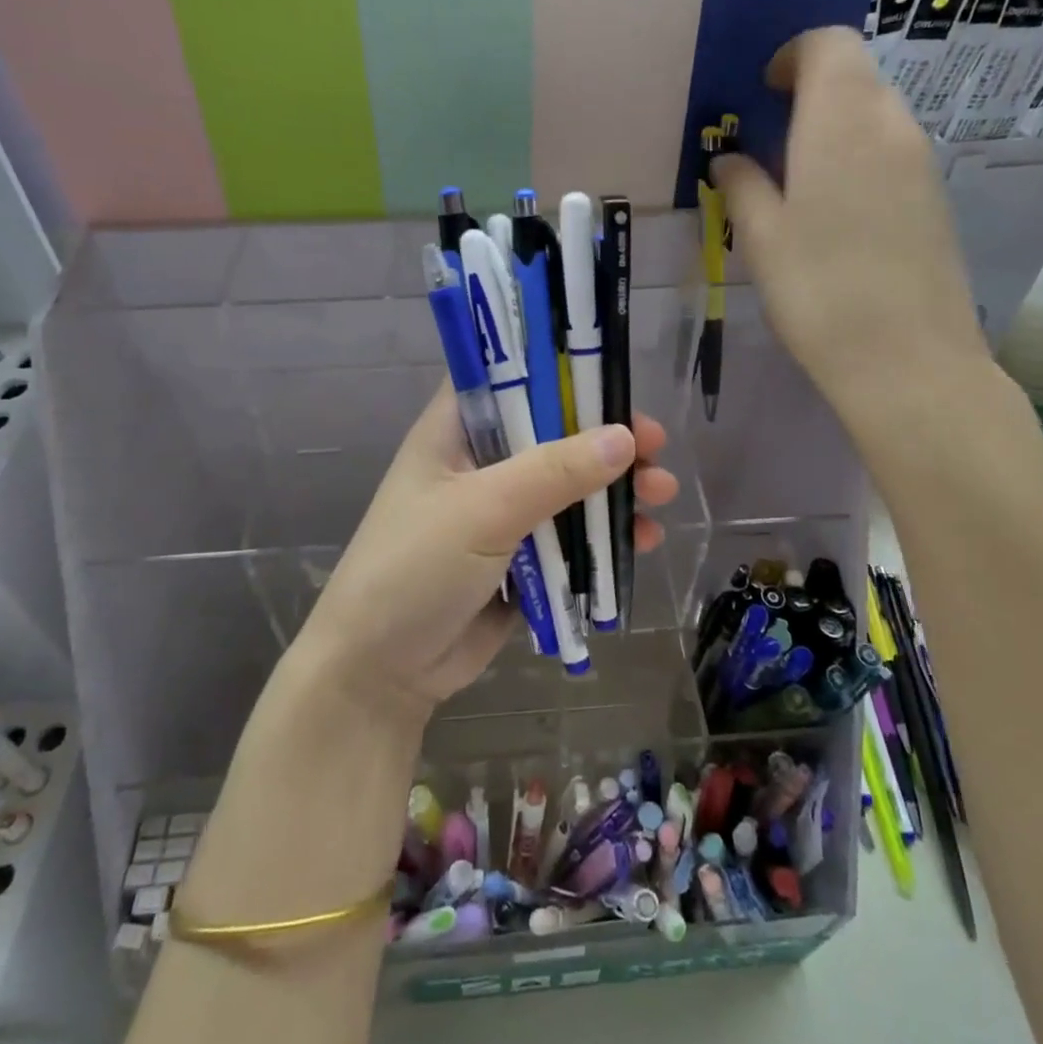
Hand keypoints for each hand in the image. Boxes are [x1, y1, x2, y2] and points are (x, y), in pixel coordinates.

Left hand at [294, 383, 679, 719]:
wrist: (380, 672)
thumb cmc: (415, 568)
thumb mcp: (483, 510)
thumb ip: (554, 472)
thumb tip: (625, 437)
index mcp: (456, 430)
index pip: (509, 376)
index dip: (561, 371)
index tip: (614, 377)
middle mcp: (482, 462)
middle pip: (554, 432)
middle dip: (606, 438)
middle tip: (656, 446)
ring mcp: (502, 511)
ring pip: (570, 485)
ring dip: (616, 488)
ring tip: (662, 494)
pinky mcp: (522, 557)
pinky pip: (572, 534)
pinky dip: (606, 534)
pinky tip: (643, 539)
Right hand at [712, 27, 991, 442]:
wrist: (907, 360)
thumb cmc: (819, 291)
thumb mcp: (761, 238)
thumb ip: (742, 186)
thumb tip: (730, 159)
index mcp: (841, 121)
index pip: (828, 45)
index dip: (793, 57)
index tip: (764, 92)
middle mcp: (891, 125)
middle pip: (855, 75)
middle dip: (812, 91)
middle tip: (773, 139)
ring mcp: (921, 163)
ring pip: (876, 114)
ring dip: (835, 127)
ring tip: (798, 180)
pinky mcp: (935, 199)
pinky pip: (892, 152)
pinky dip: (859, 157)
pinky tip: (835, 213)